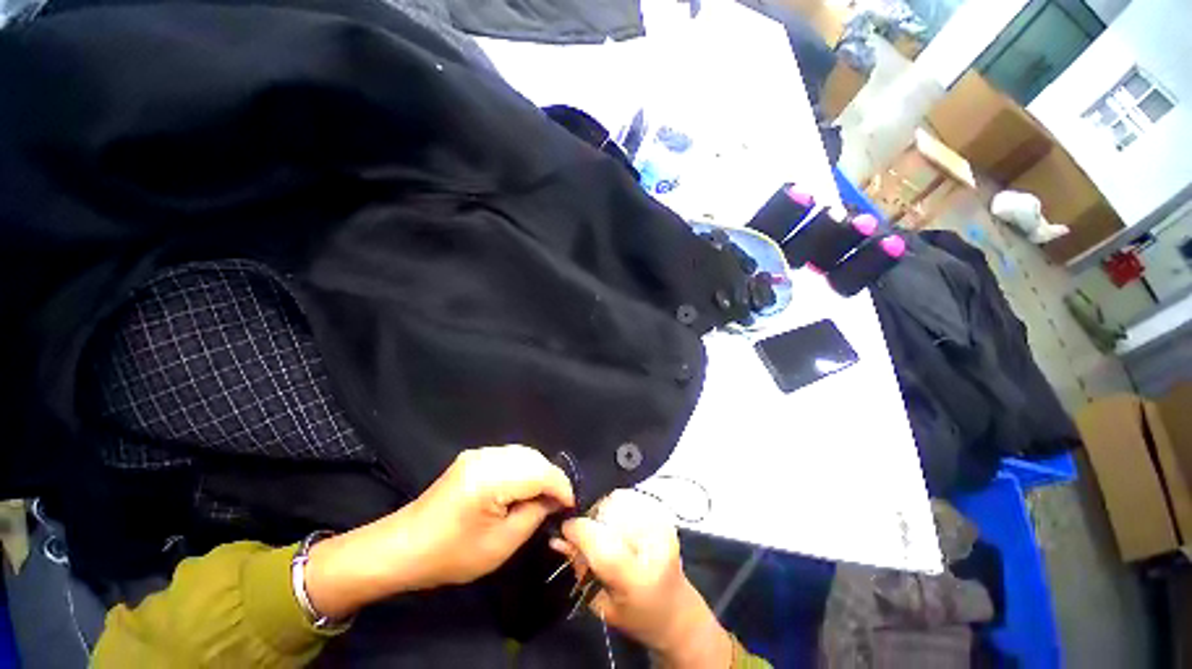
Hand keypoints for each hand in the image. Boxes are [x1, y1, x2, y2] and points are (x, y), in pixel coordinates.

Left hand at [305, 445, 573, 618]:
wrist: (403, 547)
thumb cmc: (451, 554)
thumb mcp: (500, 545)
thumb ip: (534, 516)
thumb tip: (553, 501)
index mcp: (491, 479)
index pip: (540, 473)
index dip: (561, 487)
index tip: (572, 504)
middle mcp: (486, 457)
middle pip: (534, 457)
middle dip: (552, 477)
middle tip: (559, 502)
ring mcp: (478, 453)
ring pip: (523, 453)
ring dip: (539, 471)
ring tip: (544, 495)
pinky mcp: (473, 456)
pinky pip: (509, 455)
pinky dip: (524, 468)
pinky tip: (524, 485)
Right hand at [551, 490, 732, 668]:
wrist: (677, 609)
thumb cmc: (637, 616)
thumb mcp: (602, 604)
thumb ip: (580, 569)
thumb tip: (557, 538)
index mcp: (638, 578)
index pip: (602, 543)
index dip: (578, 530)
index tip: (564, 529)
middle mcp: (654, 544)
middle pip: (609, 512)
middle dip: (589, 519)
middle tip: (583, 534)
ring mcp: (662, 524)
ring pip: (617, 499)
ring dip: (602, 510)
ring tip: (602, 530)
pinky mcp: (663, 513)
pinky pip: (628, 496)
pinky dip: (615, 505)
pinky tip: (615, 523)